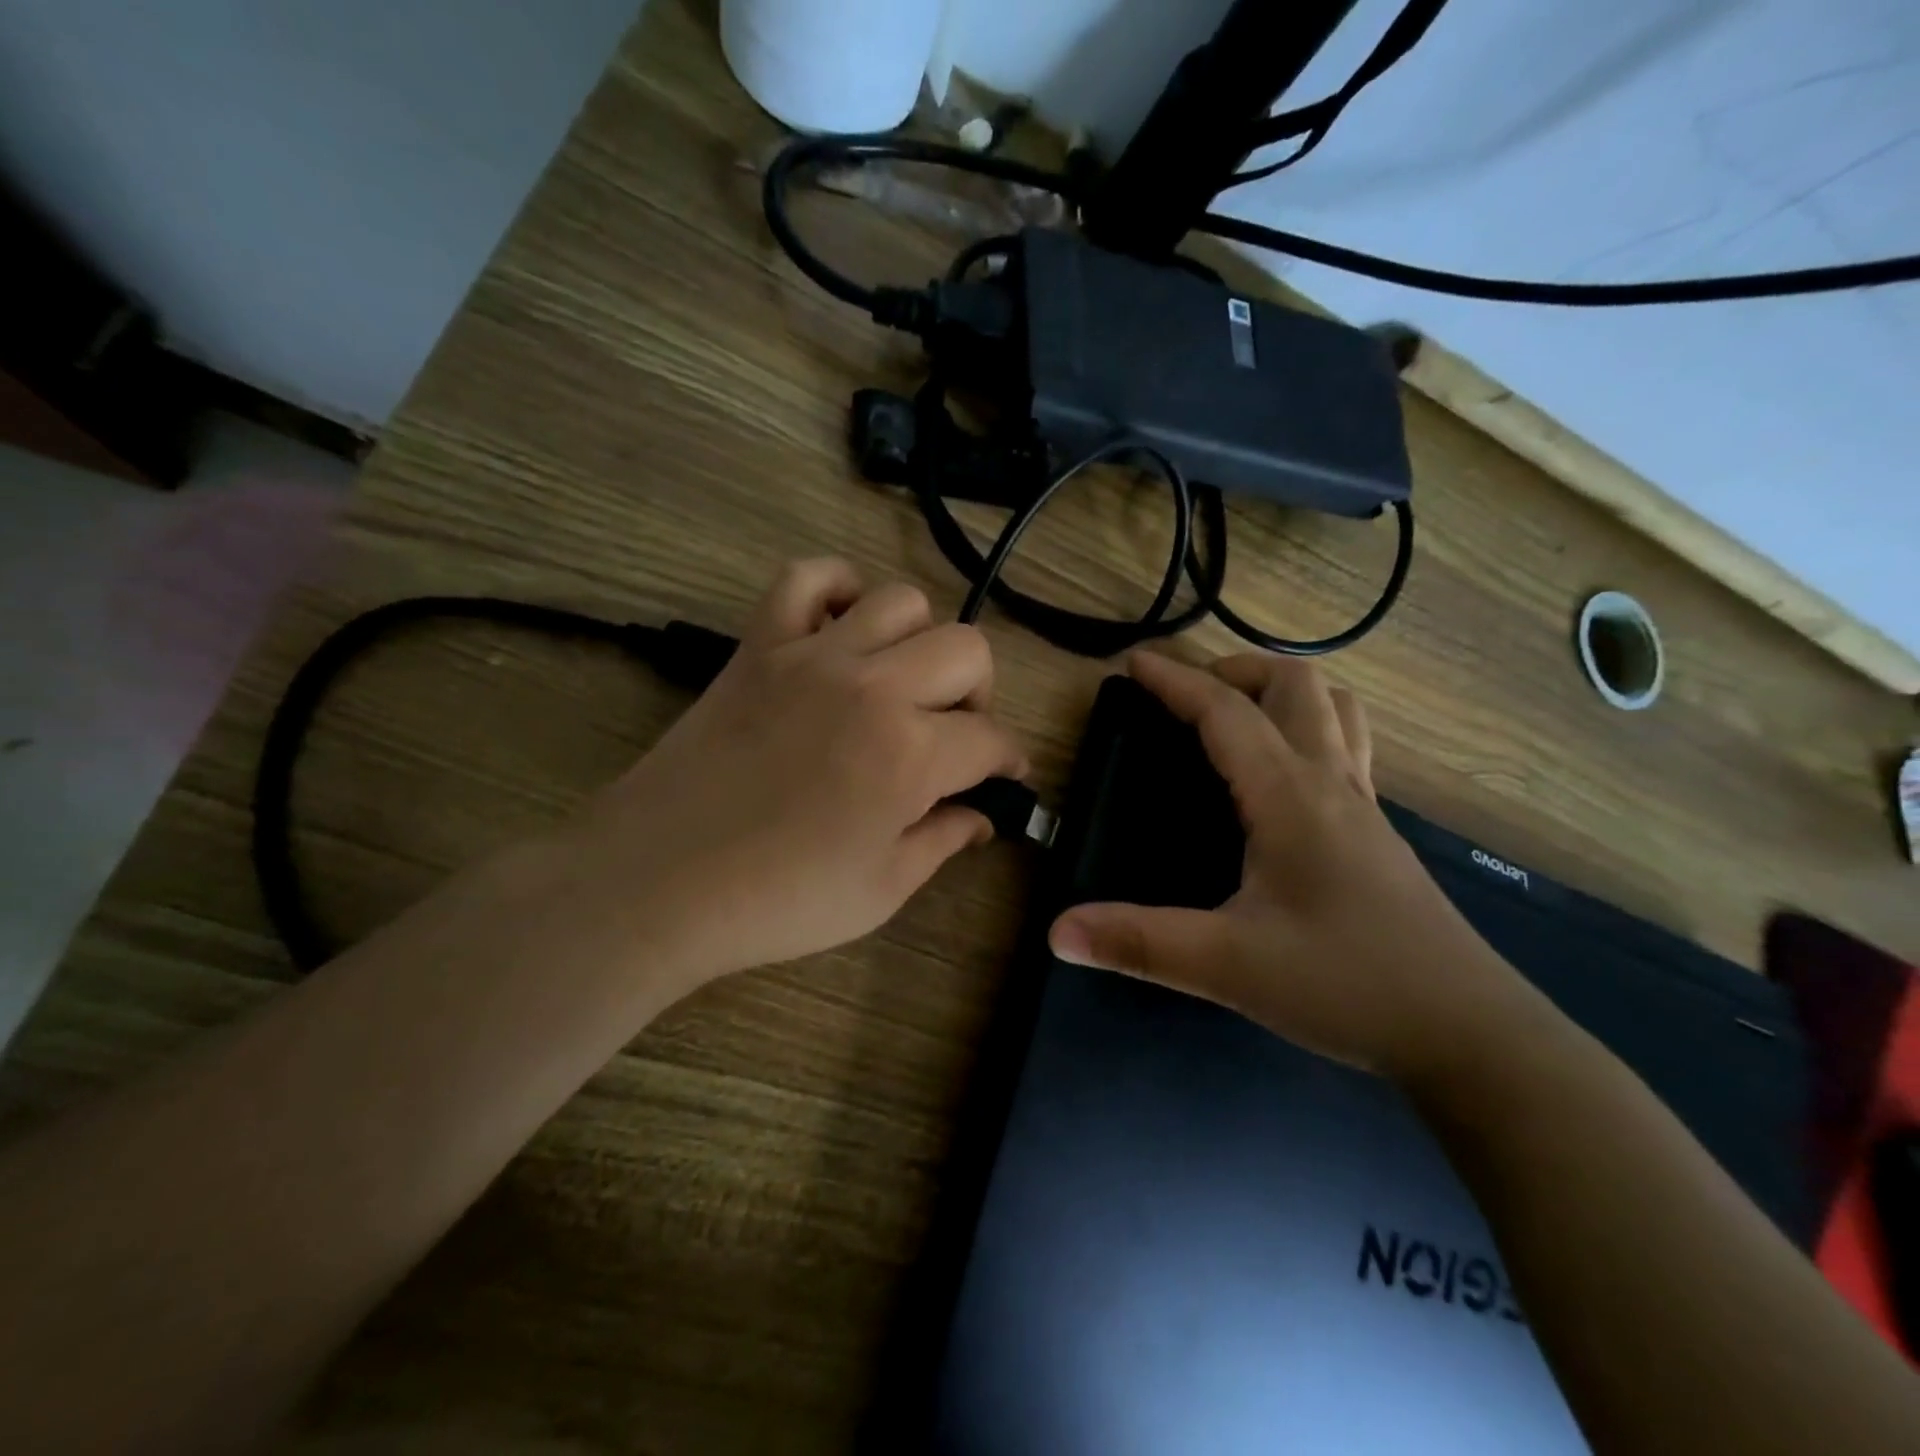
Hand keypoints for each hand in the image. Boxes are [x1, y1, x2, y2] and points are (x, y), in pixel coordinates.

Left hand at [566, 559, 1026, 992]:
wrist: (659, 882)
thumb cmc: (779, 899)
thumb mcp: (882, 889)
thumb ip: (943, 841)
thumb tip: (981, 817)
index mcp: (911, 754)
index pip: (991, 738)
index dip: (1010, 759)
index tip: (1006, 775)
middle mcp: (873, 687)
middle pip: (967, 649)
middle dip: (979, 693)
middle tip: (954, 733)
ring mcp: (812, 656)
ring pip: (900, 601)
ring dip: (919, 640)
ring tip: (900, 682)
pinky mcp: (758, 645)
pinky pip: (805, 578)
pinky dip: (834, 590)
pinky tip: (840, 629)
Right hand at [1048, 651, 1536, 1084]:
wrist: (1469, 1033)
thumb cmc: (1347, 985)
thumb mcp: (1229, 965)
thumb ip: (1139, 943)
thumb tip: (1057, 931)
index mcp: (1290, 796)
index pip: (1226, 713)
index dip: (1176, 681)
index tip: (1134, 664)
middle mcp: (1332, 782)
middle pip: (1295, 684)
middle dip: (1234, 671)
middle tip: (1187, 696)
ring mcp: (1364, 805)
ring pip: (1334, 708)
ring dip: (1282, 691)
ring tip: (1237, 716)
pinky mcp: (1379, 833)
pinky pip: (1346, 746)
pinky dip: (1309, 727)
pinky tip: (1282, 774)